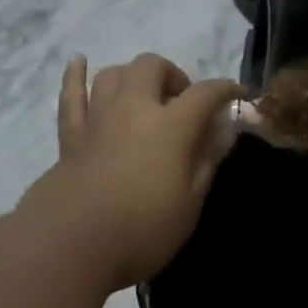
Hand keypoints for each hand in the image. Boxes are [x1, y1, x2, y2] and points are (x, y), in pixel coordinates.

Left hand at [25, 53, 241, 291]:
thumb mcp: (190, 204)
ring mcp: (97, 119)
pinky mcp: (70, 136)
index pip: (205, 94)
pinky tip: (78, 62)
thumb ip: (206, 162)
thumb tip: (221, 132)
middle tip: (182, 103)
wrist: (72, 246)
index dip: (225, 89)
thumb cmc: (143, 230)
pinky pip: (70, 95)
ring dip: (133, 76)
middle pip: (152, 67)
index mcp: (170, 126)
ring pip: (113, 74)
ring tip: (143, 96)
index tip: (237, 95)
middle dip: (173, 75)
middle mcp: (133, 110)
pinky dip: (75, 76)